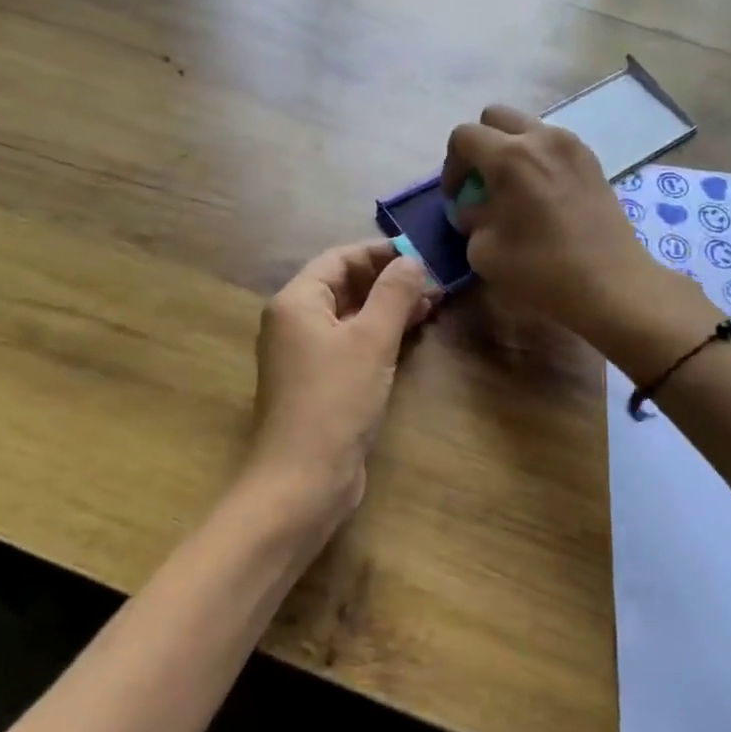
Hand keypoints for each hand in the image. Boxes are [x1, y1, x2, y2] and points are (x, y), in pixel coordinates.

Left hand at [242, 239, 436, 530]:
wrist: (304, 479)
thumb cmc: (335, 400)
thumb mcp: (371, 340)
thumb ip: (394, 294)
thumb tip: (412, 260)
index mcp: (297, 301)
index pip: (340, 258)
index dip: (380, 252)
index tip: (422, 253)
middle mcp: (295, 322)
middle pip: (345, 285)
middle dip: (389, 281)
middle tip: (435, 281)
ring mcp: (305, 354)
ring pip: (351, 316)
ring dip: (389, 308)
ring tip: (434, 303)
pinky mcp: (320, 382)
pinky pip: (351, 344)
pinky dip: (380, 335)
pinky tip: (412, 334)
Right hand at [442, 106, 688, 344]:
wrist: (611, 285)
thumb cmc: (541, 269)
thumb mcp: (484, 251)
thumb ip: (471, 220)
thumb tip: (474, 209)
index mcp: (510, 157)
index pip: (464, 136)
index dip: (451, 165)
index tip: (456, 196)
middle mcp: (542, 138)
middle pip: (496, 117)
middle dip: (480, 144)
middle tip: (480, 181)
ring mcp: (572, 146)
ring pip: (528, 128)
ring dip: (511, 149)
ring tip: (512, 188)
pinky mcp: (592, 161)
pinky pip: (553, 144)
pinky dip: (538, 158)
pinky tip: (540, 195)